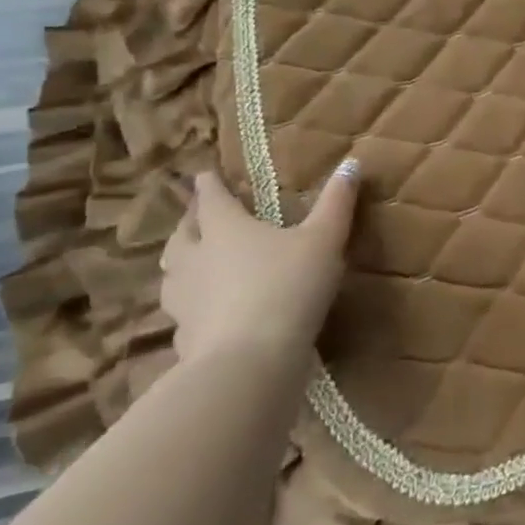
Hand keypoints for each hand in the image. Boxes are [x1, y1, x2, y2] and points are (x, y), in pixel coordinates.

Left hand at [160, 161, 359, 364]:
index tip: (204, 174)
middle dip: (190, 223)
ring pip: (172, 274)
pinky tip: (204, 314)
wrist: (248, 362)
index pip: (211, 199)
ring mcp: (184, 301)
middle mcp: (195, 259)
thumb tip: (352, 161)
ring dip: (180, 264)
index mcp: (225, 229)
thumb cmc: (288, 287)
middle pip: (182, 235)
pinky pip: (182, 315)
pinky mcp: (184, 338)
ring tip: (193, 263)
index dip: (208, 184)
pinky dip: (190, 307)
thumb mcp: (324, 240)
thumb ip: (337, 202)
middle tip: (198, 217)